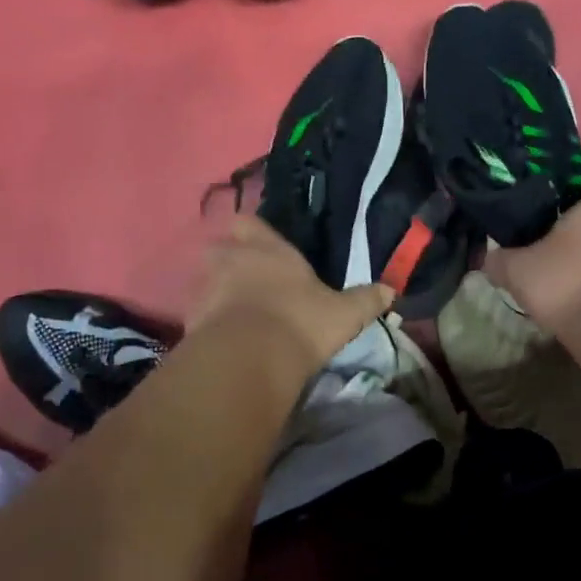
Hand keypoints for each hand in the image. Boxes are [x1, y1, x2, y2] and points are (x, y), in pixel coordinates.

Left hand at [189, 215, 395, 369]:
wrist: (248, 358)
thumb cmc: (301, 322)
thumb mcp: (344, 314)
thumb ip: (365, 300)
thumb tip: (390, 290)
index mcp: (268, 249)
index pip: (250, 222)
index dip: (254, 231)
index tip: (261, 243)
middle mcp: (232, 259)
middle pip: (219, 247)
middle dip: (229, 258)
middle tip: (247, 279)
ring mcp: (205, 288)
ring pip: (204, 279)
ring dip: (216, 290)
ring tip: (235, 312)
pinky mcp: (190, 319)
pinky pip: (197, 312)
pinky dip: (208, 320)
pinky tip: (224, 337)